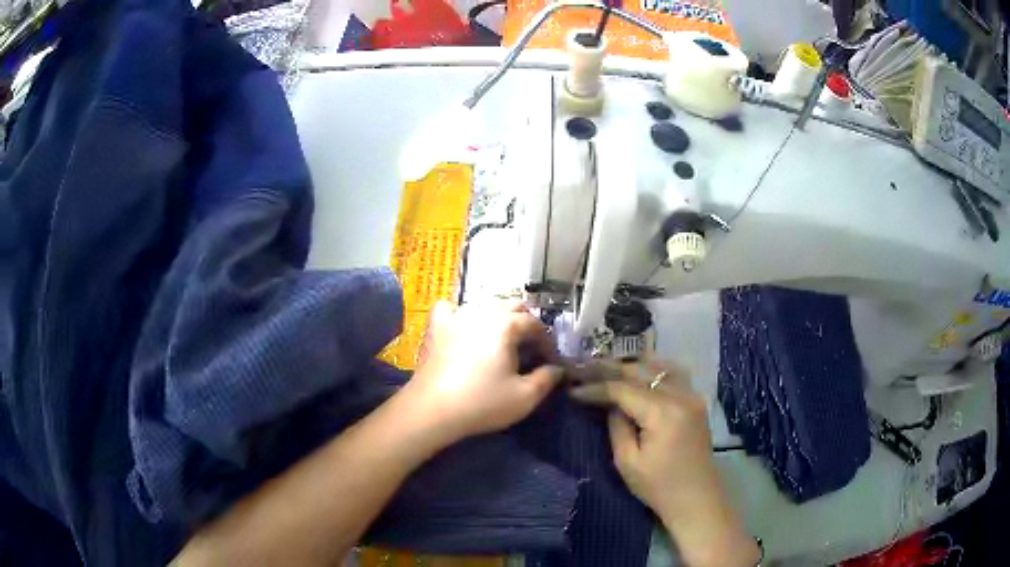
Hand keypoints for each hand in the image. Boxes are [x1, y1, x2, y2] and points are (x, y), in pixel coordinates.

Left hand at [402, 300, 562, 444]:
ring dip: (498, 319)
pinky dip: (460, 314)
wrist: (431, 410)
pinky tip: (462, 328)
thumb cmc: (482, 403)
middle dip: (526, 326)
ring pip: (484, 305)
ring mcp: (456, 316)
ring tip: (500, 342)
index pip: (535, 324)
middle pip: (512, 307)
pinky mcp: (436, 327)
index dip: (547, 342)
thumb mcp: (525, 397)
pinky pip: (450, 308)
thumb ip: (547, 379)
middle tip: (529, 350)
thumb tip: (557, 369)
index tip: (550, 361)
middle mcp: (482, 311)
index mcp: (506, 325)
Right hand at [570, 361, 759, 566]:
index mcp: (663, 412)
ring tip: (605, 368)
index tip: (572, 389)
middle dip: (608, 369)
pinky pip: (672, 374)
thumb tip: (610, 403)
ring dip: (630, 366)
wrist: (696, 498)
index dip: (595, 387)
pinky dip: (651, 369)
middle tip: (582, 370)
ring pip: (658, 367)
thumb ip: (617, 426)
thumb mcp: (627, 461)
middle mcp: (681, 395)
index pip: (623, 389)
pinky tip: (637, 372)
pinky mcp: (696, 400)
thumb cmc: (658, 487)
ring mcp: (692, 395)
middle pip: (640, 371)